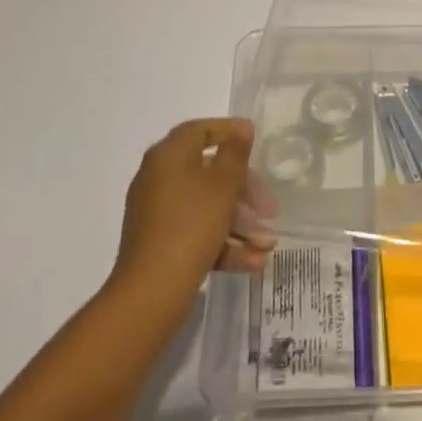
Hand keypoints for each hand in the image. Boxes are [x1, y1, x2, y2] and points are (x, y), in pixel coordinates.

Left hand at [111, 119, 271, 307]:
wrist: (151, 292)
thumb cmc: (191, 225)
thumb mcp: (222, 185)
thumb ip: (235, 154)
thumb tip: (242, 128)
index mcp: (168, 156)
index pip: (199, 131)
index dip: (228, 132)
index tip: (255, 142)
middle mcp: (158, 179)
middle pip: (208, 173)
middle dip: (244, 191)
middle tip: (270, 208)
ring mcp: (157, 214)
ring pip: (206, 207)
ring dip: (240, 223)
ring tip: (267, 243)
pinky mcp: (160, 244)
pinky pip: (196, 233)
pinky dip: (223, 243)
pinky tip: (253, 261)